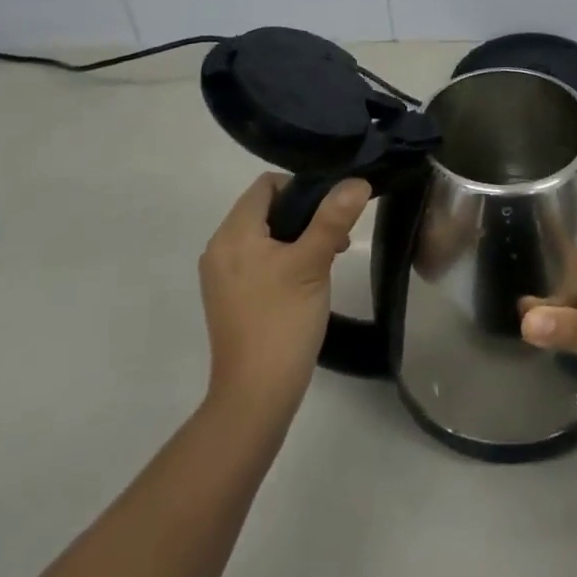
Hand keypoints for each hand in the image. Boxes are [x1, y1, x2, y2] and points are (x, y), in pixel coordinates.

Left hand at [199, 173, 370, 424]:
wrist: (256, 395)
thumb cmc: (283, 321)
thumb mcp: (313, 263)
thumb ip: (333, 218)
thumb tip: (357, 181)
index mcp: (233, 233)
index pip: (266, 185)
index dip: (302, 187)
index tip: (331, 210)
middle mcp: (220, 248)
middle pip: (265, 208)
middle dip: (303, 215)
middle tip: (335, 238)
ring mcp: (221, 275)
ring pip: (263, 235)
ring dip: (296, 237)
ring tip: (326, 260)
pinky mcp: (229, 297)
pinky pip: (257, 259)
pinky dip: (282, 258)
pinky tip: (306, 280)